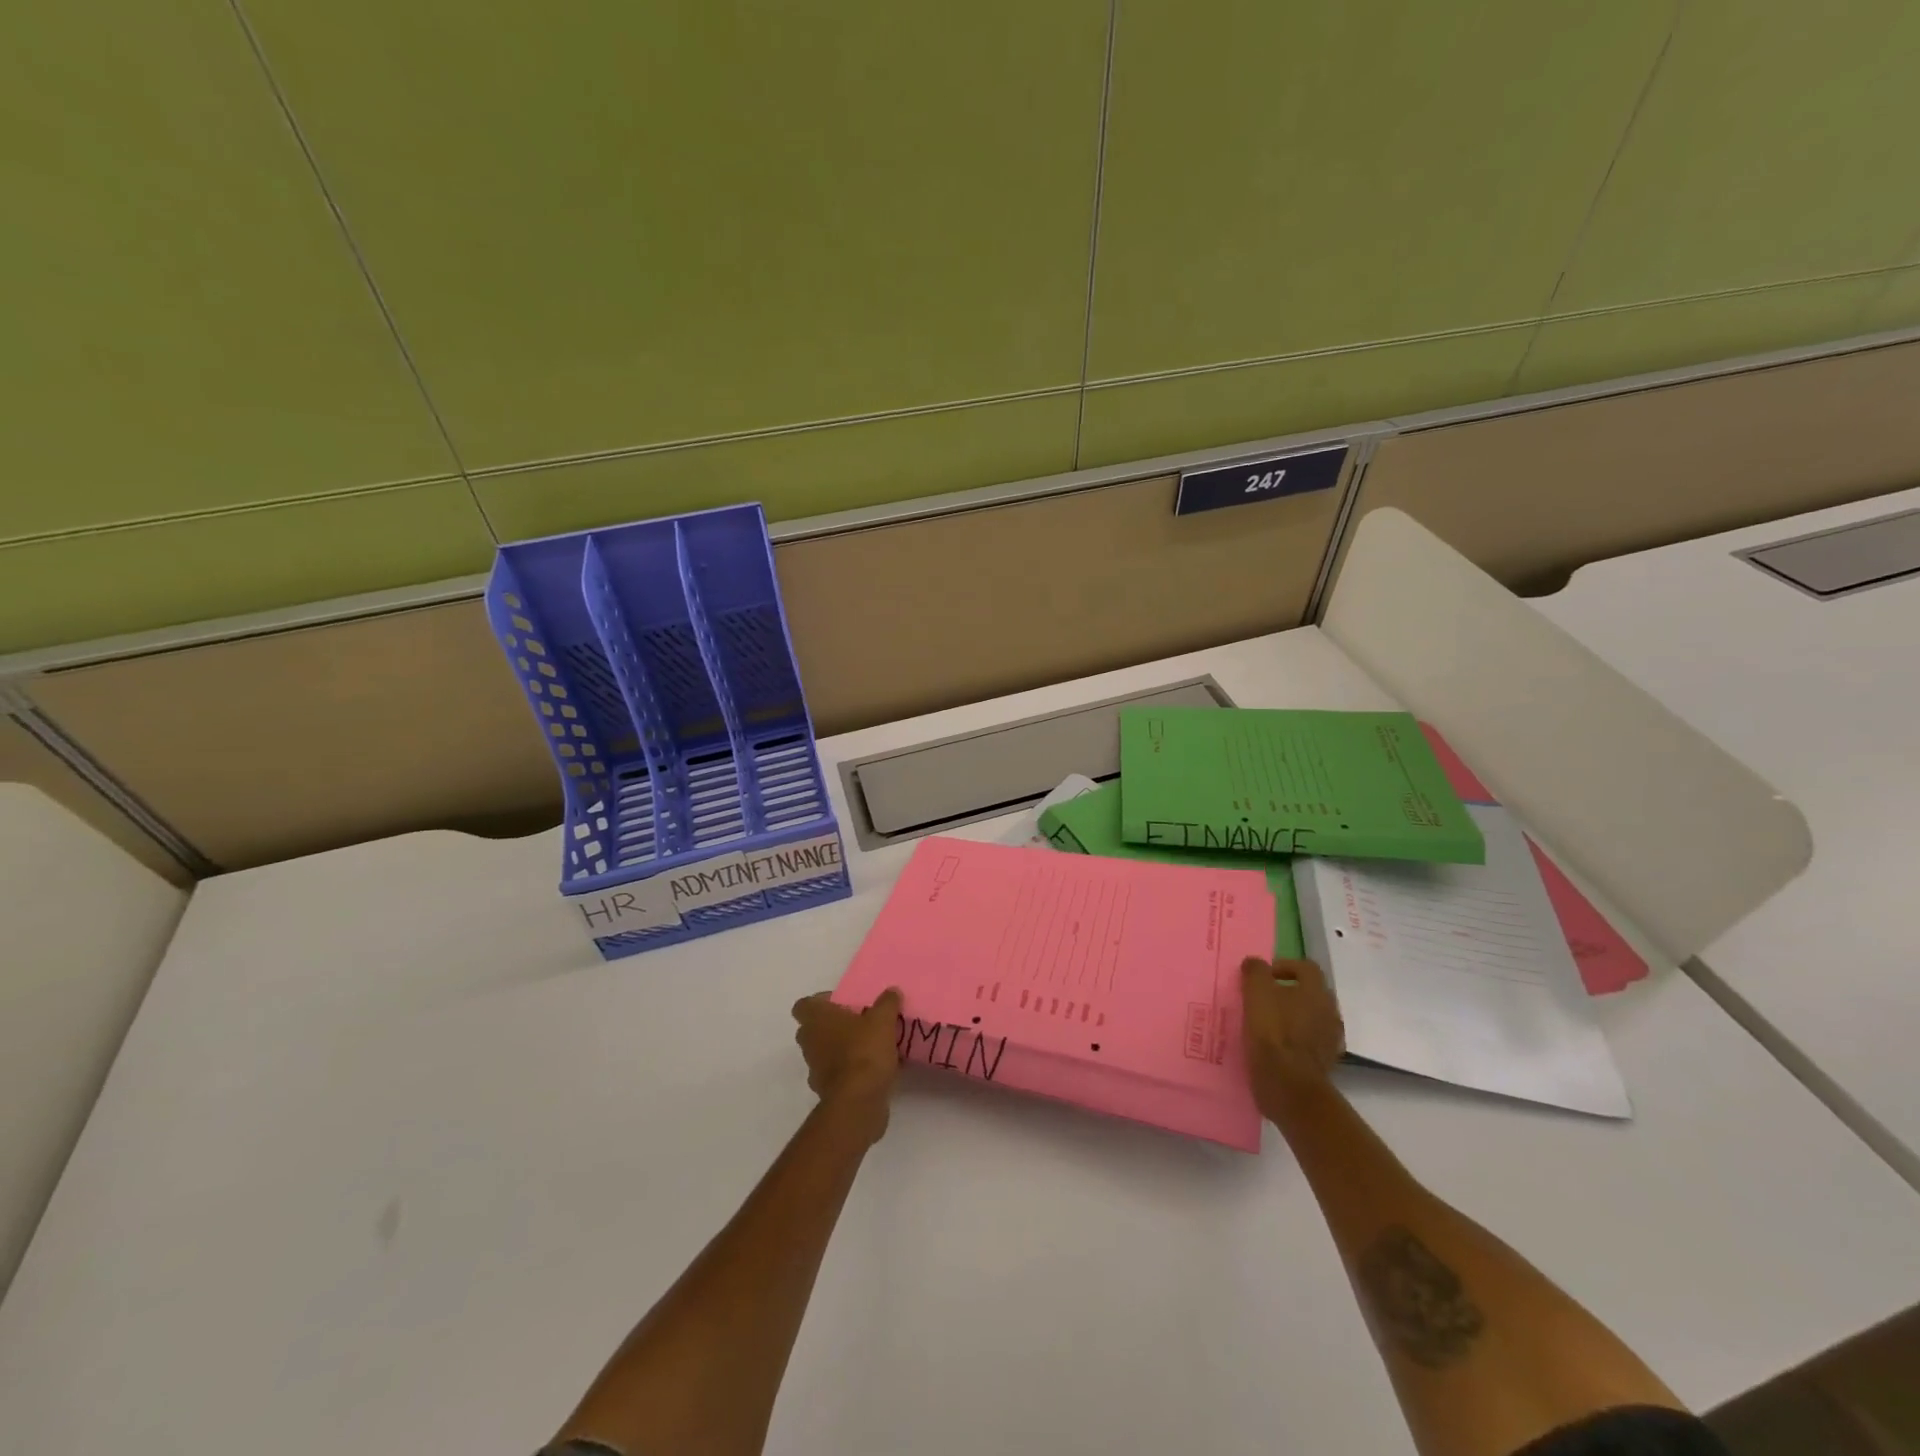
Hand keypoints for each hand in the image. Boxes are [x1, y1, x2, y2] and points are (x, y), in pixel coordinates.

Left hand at [792, 988, 903, 1136]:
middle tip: (857, 1022)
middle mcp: (810, 1042)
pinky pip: (836, 1074)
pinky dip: (849, 1071)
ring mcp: (815, 1069)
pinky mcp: (826, 1091)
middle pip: (813, 1028)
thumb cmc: (864, 1051)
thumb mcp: (883, 1020)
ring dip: (840, 1049)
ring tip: (869, 1046)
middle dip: (832, 1025)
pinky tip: (872, 1070)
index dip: (820, 1002)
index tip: (842, 1003)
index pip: (804, 1005)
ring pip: (824, 1052)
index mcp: (816, 1019)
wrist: (858, 1101)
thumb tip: (892, 992)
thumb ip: (887, 1003)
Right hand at [1241, 956, 1343, 1114]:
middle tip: (1261, 1000)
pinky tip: (1274, 1047)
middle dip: (1286, 993)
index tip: (1263, 976)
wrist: (1289, 1087)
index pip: (1306, 968)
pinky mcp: (1324, 1063)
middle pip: (1309, 993)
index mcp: (1316, 992)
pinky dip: (1293, 1041)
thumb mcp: (1256, 992)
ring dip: (1290, 1017)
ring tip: (1264, 1025)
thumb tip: (1255, 964)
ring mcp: (1330, 1039)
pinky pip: (1307, 1042)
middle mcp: (1329, 1012)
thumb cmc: (1272, 1033)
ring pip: (1309, 1018)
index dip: (1284, 966)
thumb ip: (1255, 972)